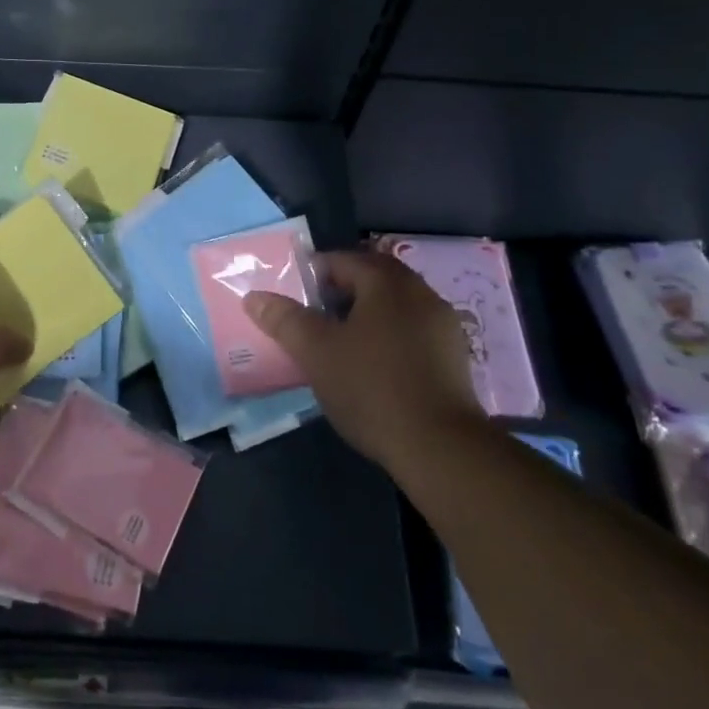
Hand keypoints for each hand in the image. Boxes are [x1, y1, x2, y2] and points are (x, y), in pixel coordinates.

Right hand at [242, 249, 482, 471]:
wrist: (441, 448)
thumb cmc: (371, 388)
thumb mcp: (316, 352)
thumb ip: (285, 320)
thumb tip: (254, 297)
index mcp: (387, 283)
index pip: (343, 260)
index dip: (313, 273)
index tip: (293, 295)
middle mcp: (420, 293)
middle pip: (373, 279)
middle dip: (341, 291)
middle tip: (313, 314)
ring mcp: (442, 325)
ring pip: (395, 305)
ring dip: (367, 314)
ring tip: (339, 341)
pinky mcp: (454, 357)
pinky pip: (412, 331)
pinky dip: (389, 336)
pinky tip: (372, 365)